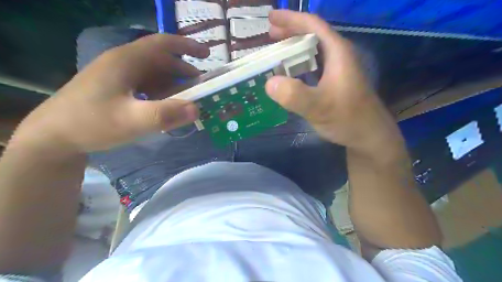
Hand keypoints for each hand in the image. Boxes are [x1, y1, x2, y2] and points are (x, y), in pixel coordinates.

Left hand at [12, 33, 207, 152]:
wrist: (54, 136)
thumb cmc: (92, 124)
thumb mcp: (132, 121)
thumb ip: (166, 114)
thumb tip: (198, 109)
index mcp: (127, 61)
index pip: (163, 44)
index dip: (187, 46)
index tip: (207, 55)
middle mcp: (123, 64)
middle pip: (161, 60)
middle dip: (184, 70)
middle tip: (202, 85)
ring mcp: (118, 76)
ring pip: (154, 73)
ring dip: (174, 82)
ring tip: (189, 96)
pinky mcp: (116, 89)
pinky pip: (146, 85)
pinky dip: (162, 91)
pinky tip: (167, 103)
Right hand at [264, 10, 402, 153]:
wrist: (369, 135)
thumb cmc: (347, 118)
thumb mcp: (320, 108)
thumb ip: (295, 96)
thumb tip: (269, 82)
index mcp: (337, 52)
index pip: (313, 25)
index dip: (291, 18)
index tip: (270, 17)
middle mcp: (339, 56)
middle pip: (313, 35)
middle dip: (290, 32)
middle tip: (269, 35)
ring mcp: (338, 70)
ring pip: (313, 51)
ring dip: (294, 48)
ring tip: (276, 52)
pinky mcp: (335, 82)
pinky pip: (314, 66)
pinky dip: (299, 65)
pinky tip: (290, 74)